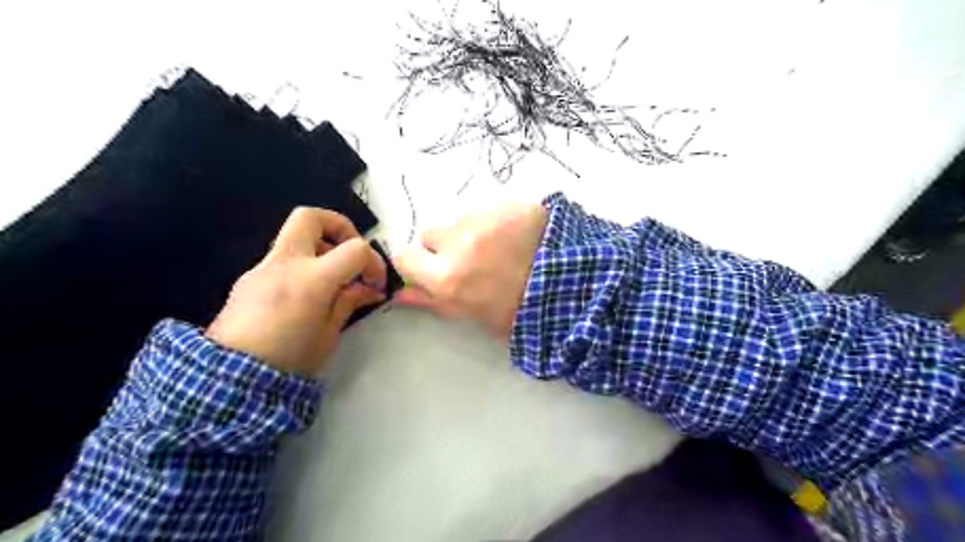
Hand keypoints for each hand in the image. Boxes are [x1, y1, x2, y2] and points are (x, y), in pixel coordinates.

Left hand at [205, 207, 383, 376]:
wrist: (229, 379)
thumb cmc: (289, 360)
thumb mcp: (329, 334)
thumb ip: (349, 302)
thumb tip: (369, 289)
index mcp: (311, 280)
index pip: (354, 249)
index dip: (374, 261)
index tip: (375, 283)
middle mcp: (284, 264)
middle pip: (310, 217)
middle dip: (338, 226)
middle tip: (350, 253)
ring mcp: (262, 268)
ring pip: (294, 237)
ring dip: (320, 249)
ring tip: (331, 282)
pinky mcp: (249, 279)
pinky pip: (282, 259)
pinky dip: (302, 266)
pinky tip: (306, 297)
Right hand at [389, 202, 541, 341]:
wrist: (572, 288)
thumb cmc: (519, 311)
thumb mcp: (473, 316)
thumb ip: (432, 302)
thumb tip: (399, 295)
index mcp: (447, 278)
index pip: (404, 257)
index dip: (417, 262)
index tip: (431, 267)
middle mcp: (457, 243)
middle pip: (430, 234)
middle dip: (445, 245)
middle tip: (472, 258)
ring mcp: (482, 218)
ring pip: (460, 219)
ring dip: (472, 231)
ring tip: (501, 246)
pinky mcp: (505, 202)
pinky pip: (487, 207)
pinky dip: (496, 219)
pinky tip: (517, 234)